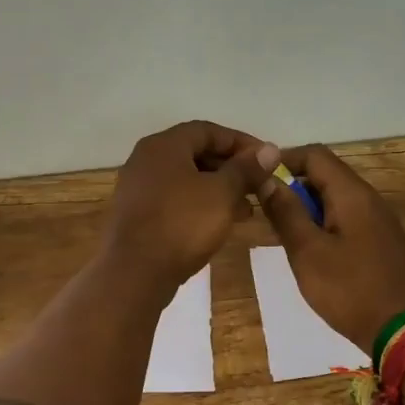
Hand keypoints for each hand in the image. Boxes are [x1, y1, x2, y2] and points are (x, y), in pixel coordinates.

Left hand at [103, 121, 277, 292]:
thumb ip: (246, 169)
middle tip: (259, 186)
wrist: (134, 274)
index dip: (241, 143)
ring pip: (186, 179)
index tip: (267, 161)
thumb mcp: (222, 194)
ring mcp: (138, 188)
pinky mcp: (136, 214)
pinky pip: (174, 199)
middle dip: (231, 168)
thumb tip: (270, 149)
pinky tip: (219, 224)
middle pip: (196, 153)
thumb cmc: (182, 225)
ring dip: (218, 189)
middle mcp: (146, 160)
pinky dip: (199, 205)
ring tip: (246, 210)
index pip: (209, 130)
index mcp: (163, 145)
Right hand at [257, 144, 404, 350]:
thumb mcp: (308, 252)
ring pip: (336, 199)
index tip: (257, 181)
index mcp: (352, 194)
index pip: (314, 154)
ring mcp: (380, 221)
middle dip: (293, 187)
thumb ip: (286, 212)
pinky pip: (348, 219)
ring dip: (307, 209)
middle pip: (326, 174)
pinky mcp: (382, 242)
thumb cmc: (351, 290)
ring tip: (284, 236)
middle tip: (267, 214)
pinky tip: (313, 253)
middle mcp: (369, 199)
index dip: (282, 160)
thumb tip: (266, 178)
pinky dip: (324, 225)